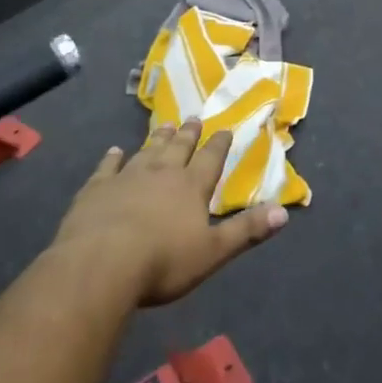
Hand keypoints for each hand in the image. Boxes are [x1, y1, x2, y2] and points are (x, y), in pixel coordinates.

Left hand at [53, 119, 287, 305]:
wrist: (102, 263)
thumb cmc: (163, 261)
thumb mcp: (212, 252)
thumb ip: (246, 230)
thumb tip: (284, 212)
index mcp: (191, 187)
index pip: (210, 159)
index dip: (219, 144)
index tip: (225, 128)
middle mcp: (161, 173)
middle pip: (178, 148)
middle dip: (188, 133)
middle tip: (193, 118)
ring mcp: (127, 177)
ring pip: (147, 151)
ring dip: (158, 139)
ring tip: (165, 126)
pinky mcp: (97, 189)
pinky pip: (108, 167)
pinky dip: (113, 158)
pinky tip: (115, 151)